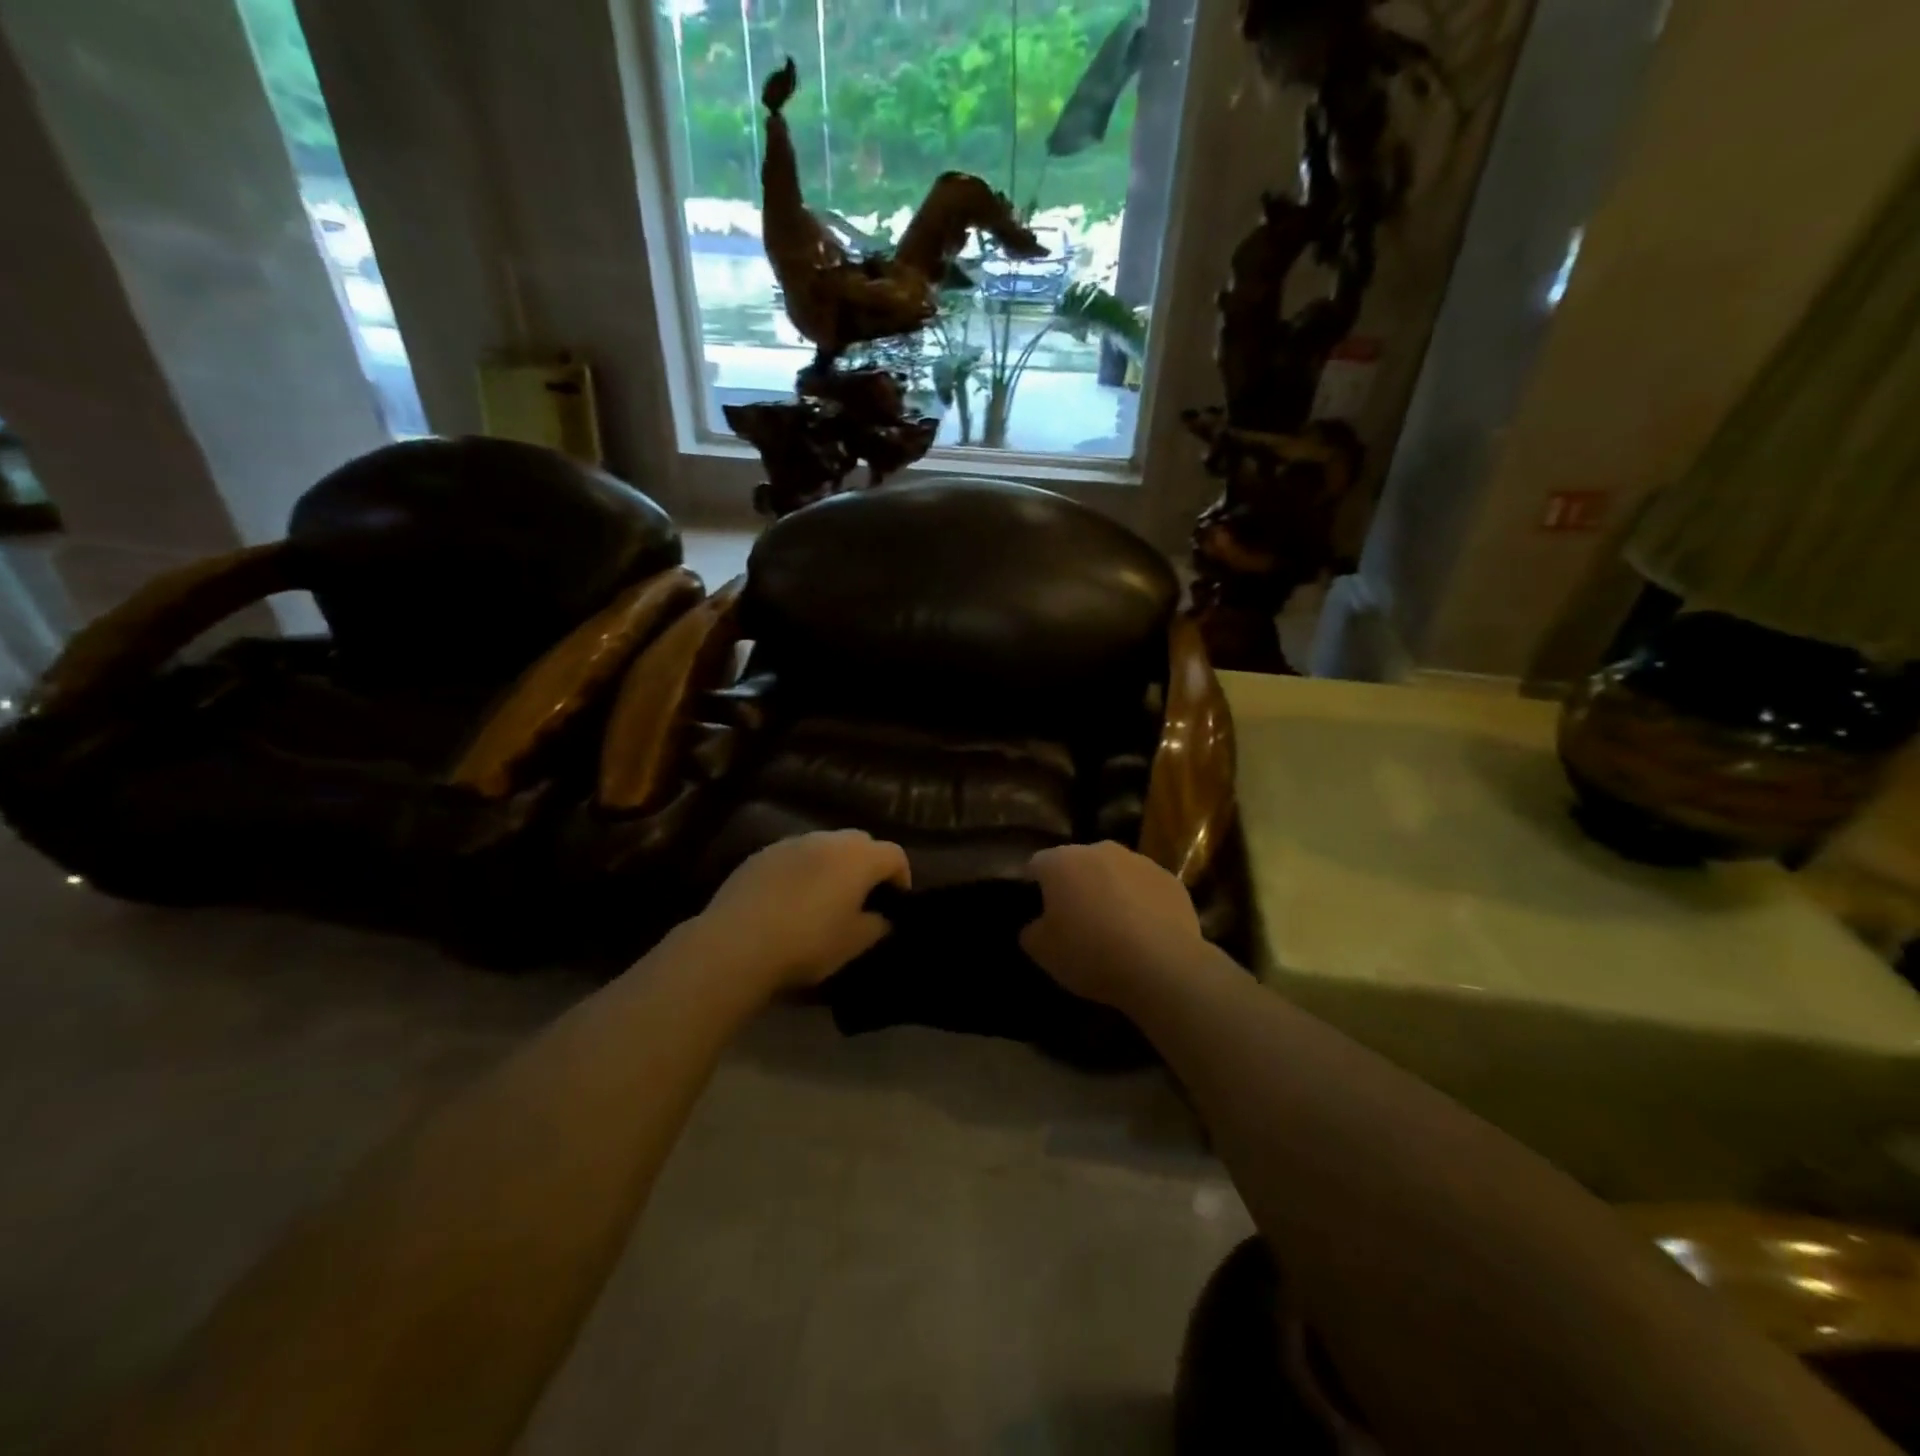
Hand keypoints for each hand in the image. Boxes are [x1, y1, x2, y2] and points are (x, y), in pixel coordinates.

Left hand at [692, 830, 910, 993]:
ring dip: (832, 865)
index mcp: (858, 858)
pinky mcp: (760, 854)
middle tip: (862, 897)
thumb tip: (882, 917)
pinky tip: (789, 900)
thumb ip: (877, 925)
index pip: (894, 855)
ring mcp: (790, 843)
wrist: (736, 944)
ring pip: (824, 846)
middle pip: (860, 842)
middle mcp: (827, 840)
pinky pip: (793, 856)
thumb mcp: (854, 943)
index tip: (894, 903)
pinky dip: (801, 870)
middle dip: (867, 865)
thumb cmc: (807, 943)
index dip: (901, 877)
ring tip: (824, 898)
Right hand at [1020, 842, 1202, 1008]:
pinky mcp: (1171, 879)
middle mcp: (1099, 850)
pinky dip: (1140, 903)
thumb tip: (1037, 924)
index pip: (1036, 864)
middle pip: (1077, 863)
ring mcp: (1139, 861)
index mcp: (1061, 862)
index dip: (1034, 886)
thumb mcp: (1043, 952)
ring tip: (1113, 927)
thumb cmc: (1091, 953)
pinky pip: (1145, 888)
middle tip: (1075, 920)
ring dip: (1109, 891)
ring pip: (1114, 872)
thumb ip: (1031, 931)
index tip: (1039, 911)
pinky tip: (1144, 932)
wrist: (1163, 967)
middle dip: (1074, 885)